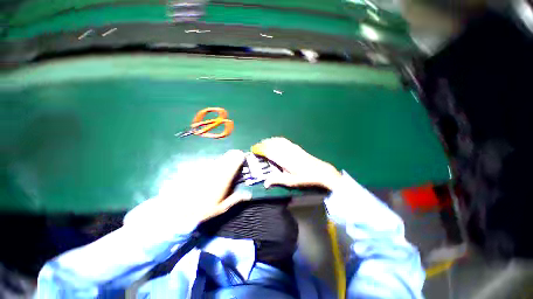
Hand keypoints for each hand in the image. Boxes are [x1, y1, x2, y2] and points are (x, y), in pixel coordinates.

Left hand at [196, 149, 250, 220]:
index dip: (242, 157)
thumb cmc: (202, 209)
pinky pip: (209, 162)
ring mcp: (206, 166)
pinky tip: (208, 175)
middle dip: (234, 158)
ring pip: (220, 158)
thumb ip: (237, 198)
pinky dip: (213, 166)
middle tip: (235, 165)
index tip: (244, 160)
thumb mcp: (222, 207)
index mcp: (225, 176)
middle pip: (229, 155)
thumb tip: (249, 195)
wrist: (177, 209)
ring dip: (224, 162)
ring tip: (221, 173)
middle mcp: (216, 168)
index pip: (236, 158)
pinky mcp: (197, 167)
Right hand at [251, 137, 341, 189]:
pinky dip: (276, 139)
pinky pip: (283, 140)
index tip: (253, 150)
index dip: (260, 149)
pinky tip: (275, 141)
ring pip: (277, 140)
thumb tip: (265, 183)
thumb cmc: (305, 178)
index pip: (268, 151)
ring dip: (268, 141)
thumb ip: (277, 180)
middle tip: (256, 148)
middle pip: (271, 144)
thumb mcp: (290, 181)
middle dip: (262, 144)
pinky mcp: (295, 146)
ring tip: (263, 144)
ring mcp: (291, 147)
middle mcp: (286, 151)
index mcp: (283, 159)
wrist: (320, 171)